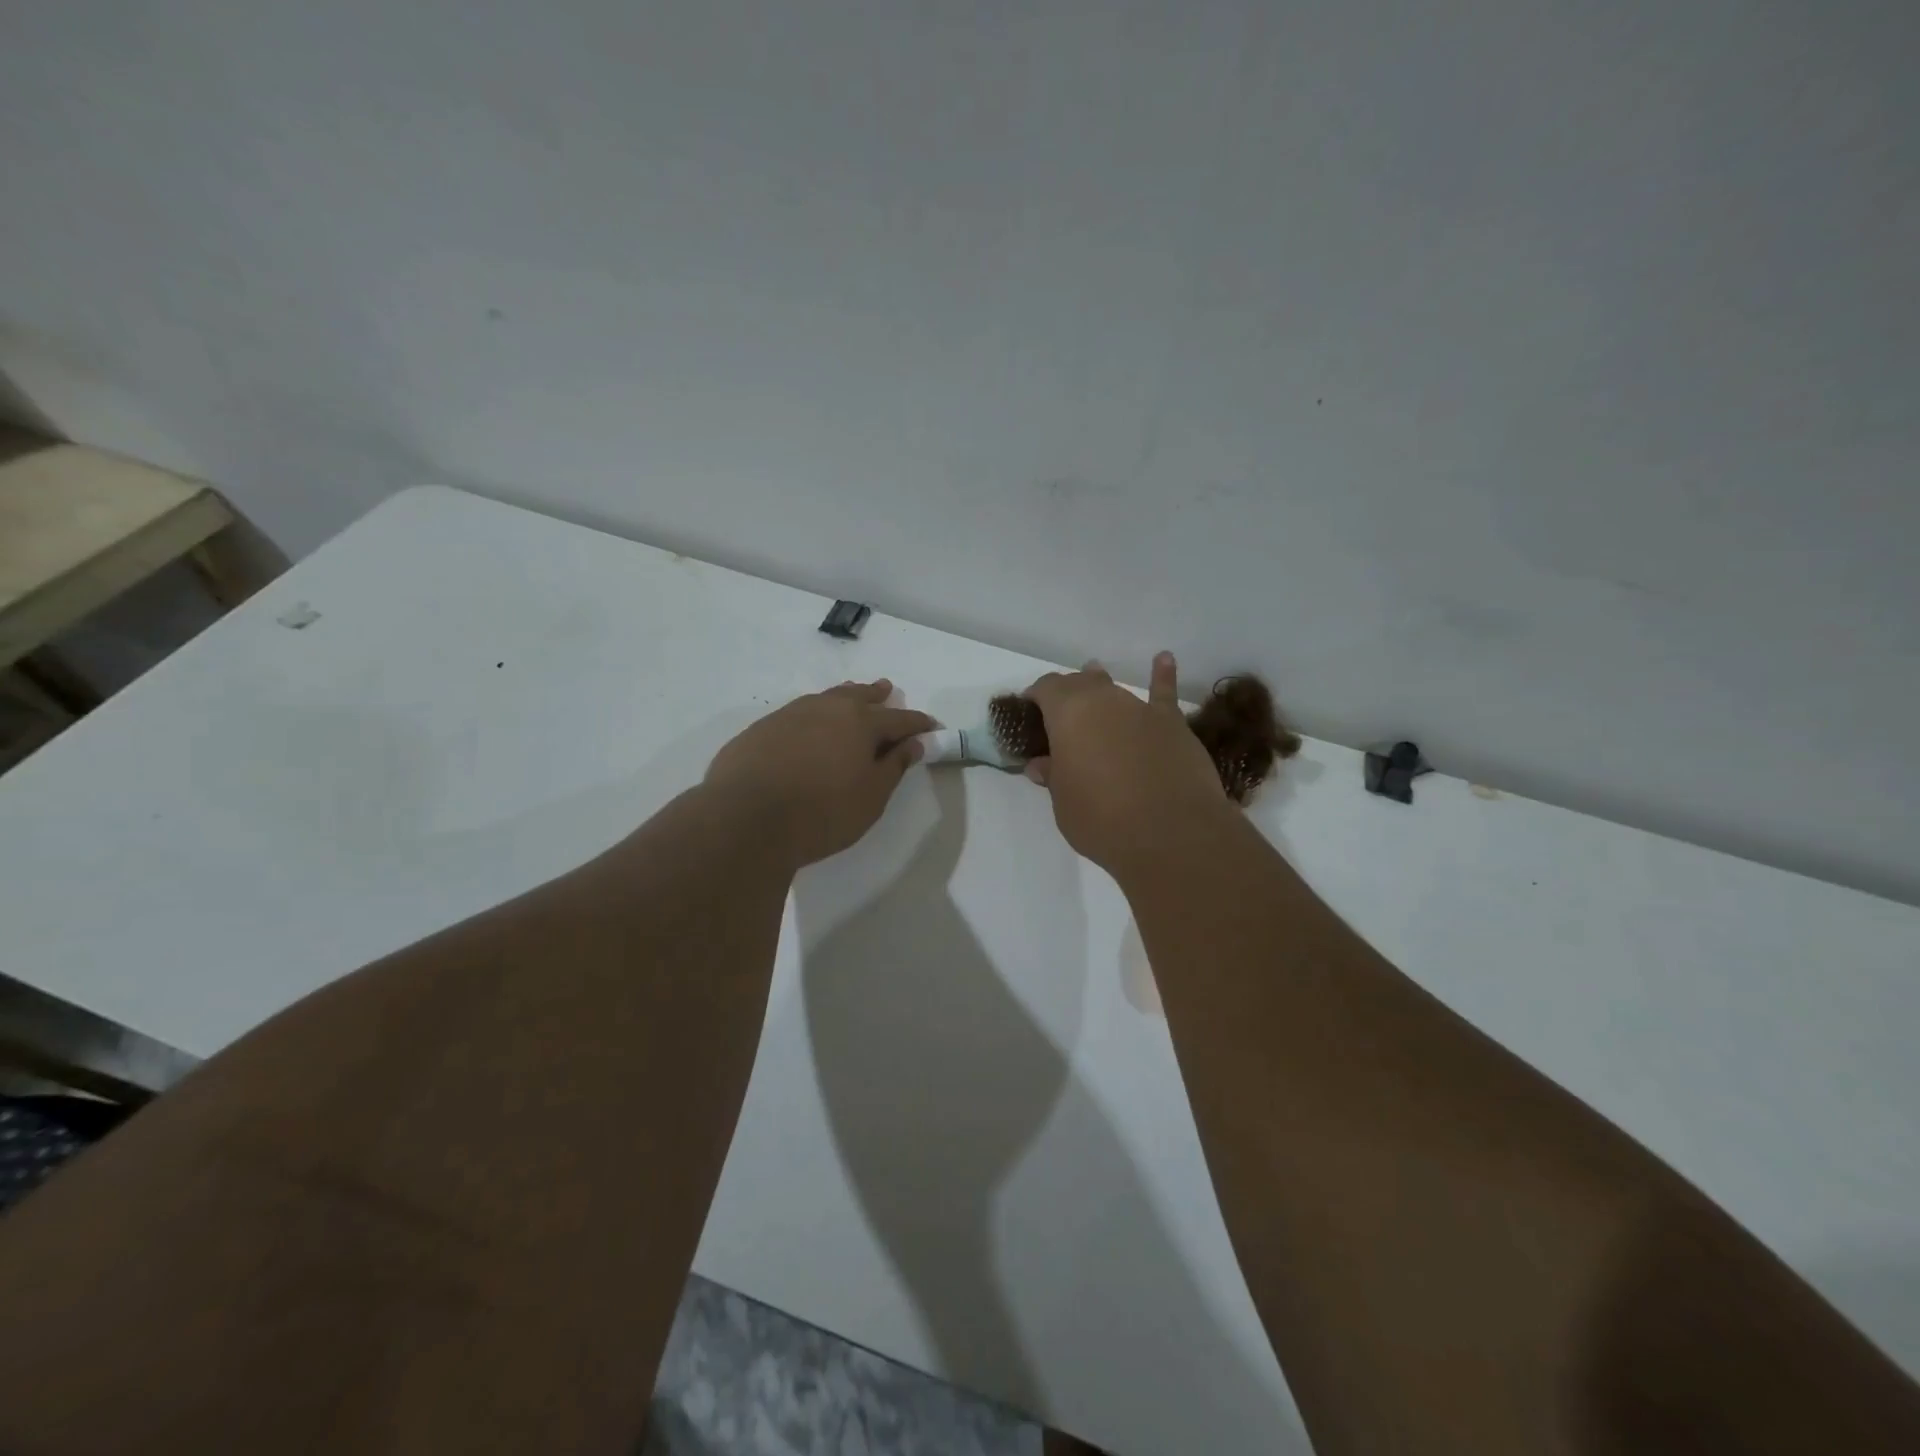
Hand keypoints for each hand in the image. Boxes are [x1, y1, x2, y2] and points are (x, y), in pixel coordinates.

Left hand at [705, 679, 934, 866]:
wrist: (746, 818)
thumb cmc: (822, 812)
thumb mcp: (871, 797)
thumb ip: (894, 766)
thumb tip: (912, 743)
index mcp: (860, 723)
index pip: (899, 719)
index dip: (918, 723)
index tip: (932, 727)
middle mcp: (827, 708)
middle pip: (859, 696)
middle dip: (878, 695)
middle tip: (888, 690)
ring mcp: (790, 714)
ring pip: (826, 698)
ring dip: (844, 697)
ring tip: (851, 696)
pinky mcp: (762, 728)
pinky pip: (798, 712)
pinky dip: (814, 714)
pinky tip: (809, 726)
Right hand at [1023, 652, 1232, 874]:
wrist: (1171, 833)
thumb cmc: (1102, 819)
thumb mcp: (1063, 803)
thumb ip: (1054, 776)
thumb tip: (1042, 764)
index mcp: (1068, 713)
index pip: (1046, 689)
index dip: (1036, 697)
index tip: (1030, 711)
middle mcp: (1104, 700)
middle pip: (1080, 685)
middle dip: (1068, 693)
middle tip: (1060, 712)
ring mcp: (1141, 710)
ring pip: (1115, 690)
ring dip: (1102, 688)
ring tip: (1093, 679)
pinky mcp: (1173, 725)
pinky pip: (1164, 694)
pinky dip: (1162, 676)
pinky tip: (1164, 659)